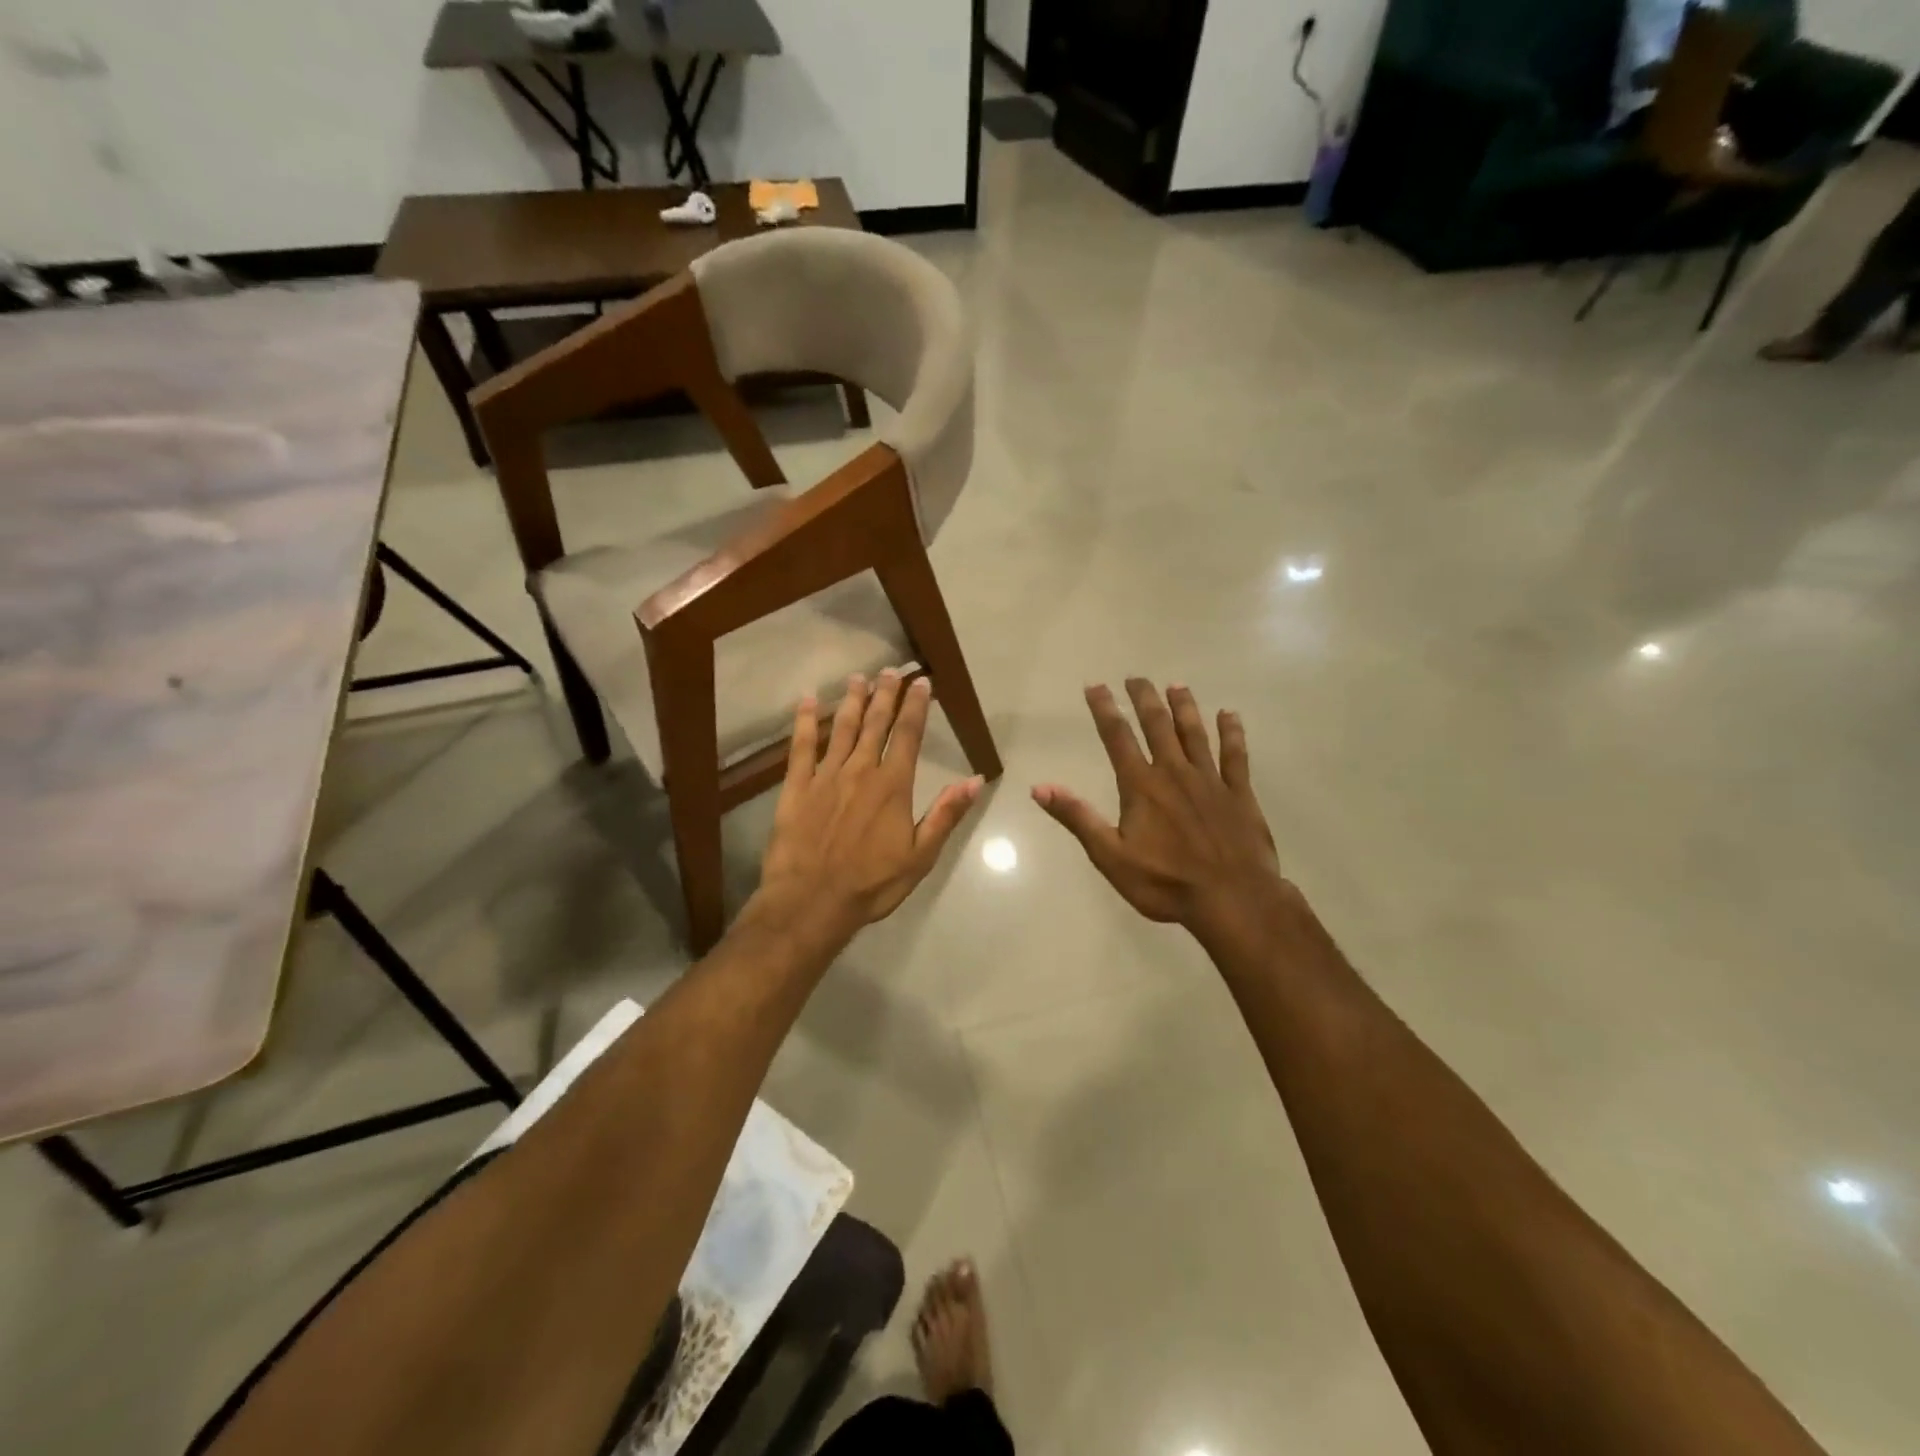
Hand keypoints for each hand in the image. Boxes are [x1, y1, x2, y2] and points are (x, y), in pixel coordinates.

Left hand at [755, 671, 983, 946]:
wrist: (811, 901)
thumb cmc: (871, 883)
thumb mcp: (920, 856)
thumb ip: (946, 814)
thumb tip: (975, 780)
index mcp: (893, 786)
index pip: (908, 736)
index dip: (916, 707)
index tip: (922, 683)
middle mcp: (860, 771)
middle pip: (875, 724)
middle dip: (885, 694)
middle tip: (891, 669)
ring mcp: (825, 776)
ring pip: (842, 728)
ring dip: (852, 700)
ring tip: (858, 677)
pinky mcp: (796, 787)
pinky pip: (801, 746)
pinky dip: (805, 721)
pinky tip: (807, 700)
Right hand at [1033, 680, 1289, 951]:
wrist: (1233, 899)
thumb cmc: (1166, 883)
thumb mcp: (1110, 856)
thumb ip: (1078, 818)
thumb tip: (1040, 787)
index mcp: (1141, 786)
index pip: (1117, 738)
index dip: (1105, 710)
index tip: (1095, 686)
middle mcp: (1174, 773)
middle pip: (1157, 726)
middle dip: (1144, 699)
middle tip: (1136, 677)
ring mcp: (1210, 780)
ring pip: (1195, 733)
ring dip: (1184, 707)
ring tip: (1176, 685)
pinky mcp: (1239, 794)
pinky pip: (1235, 755)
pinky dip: (1232, 733)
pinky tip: (1230, 715)